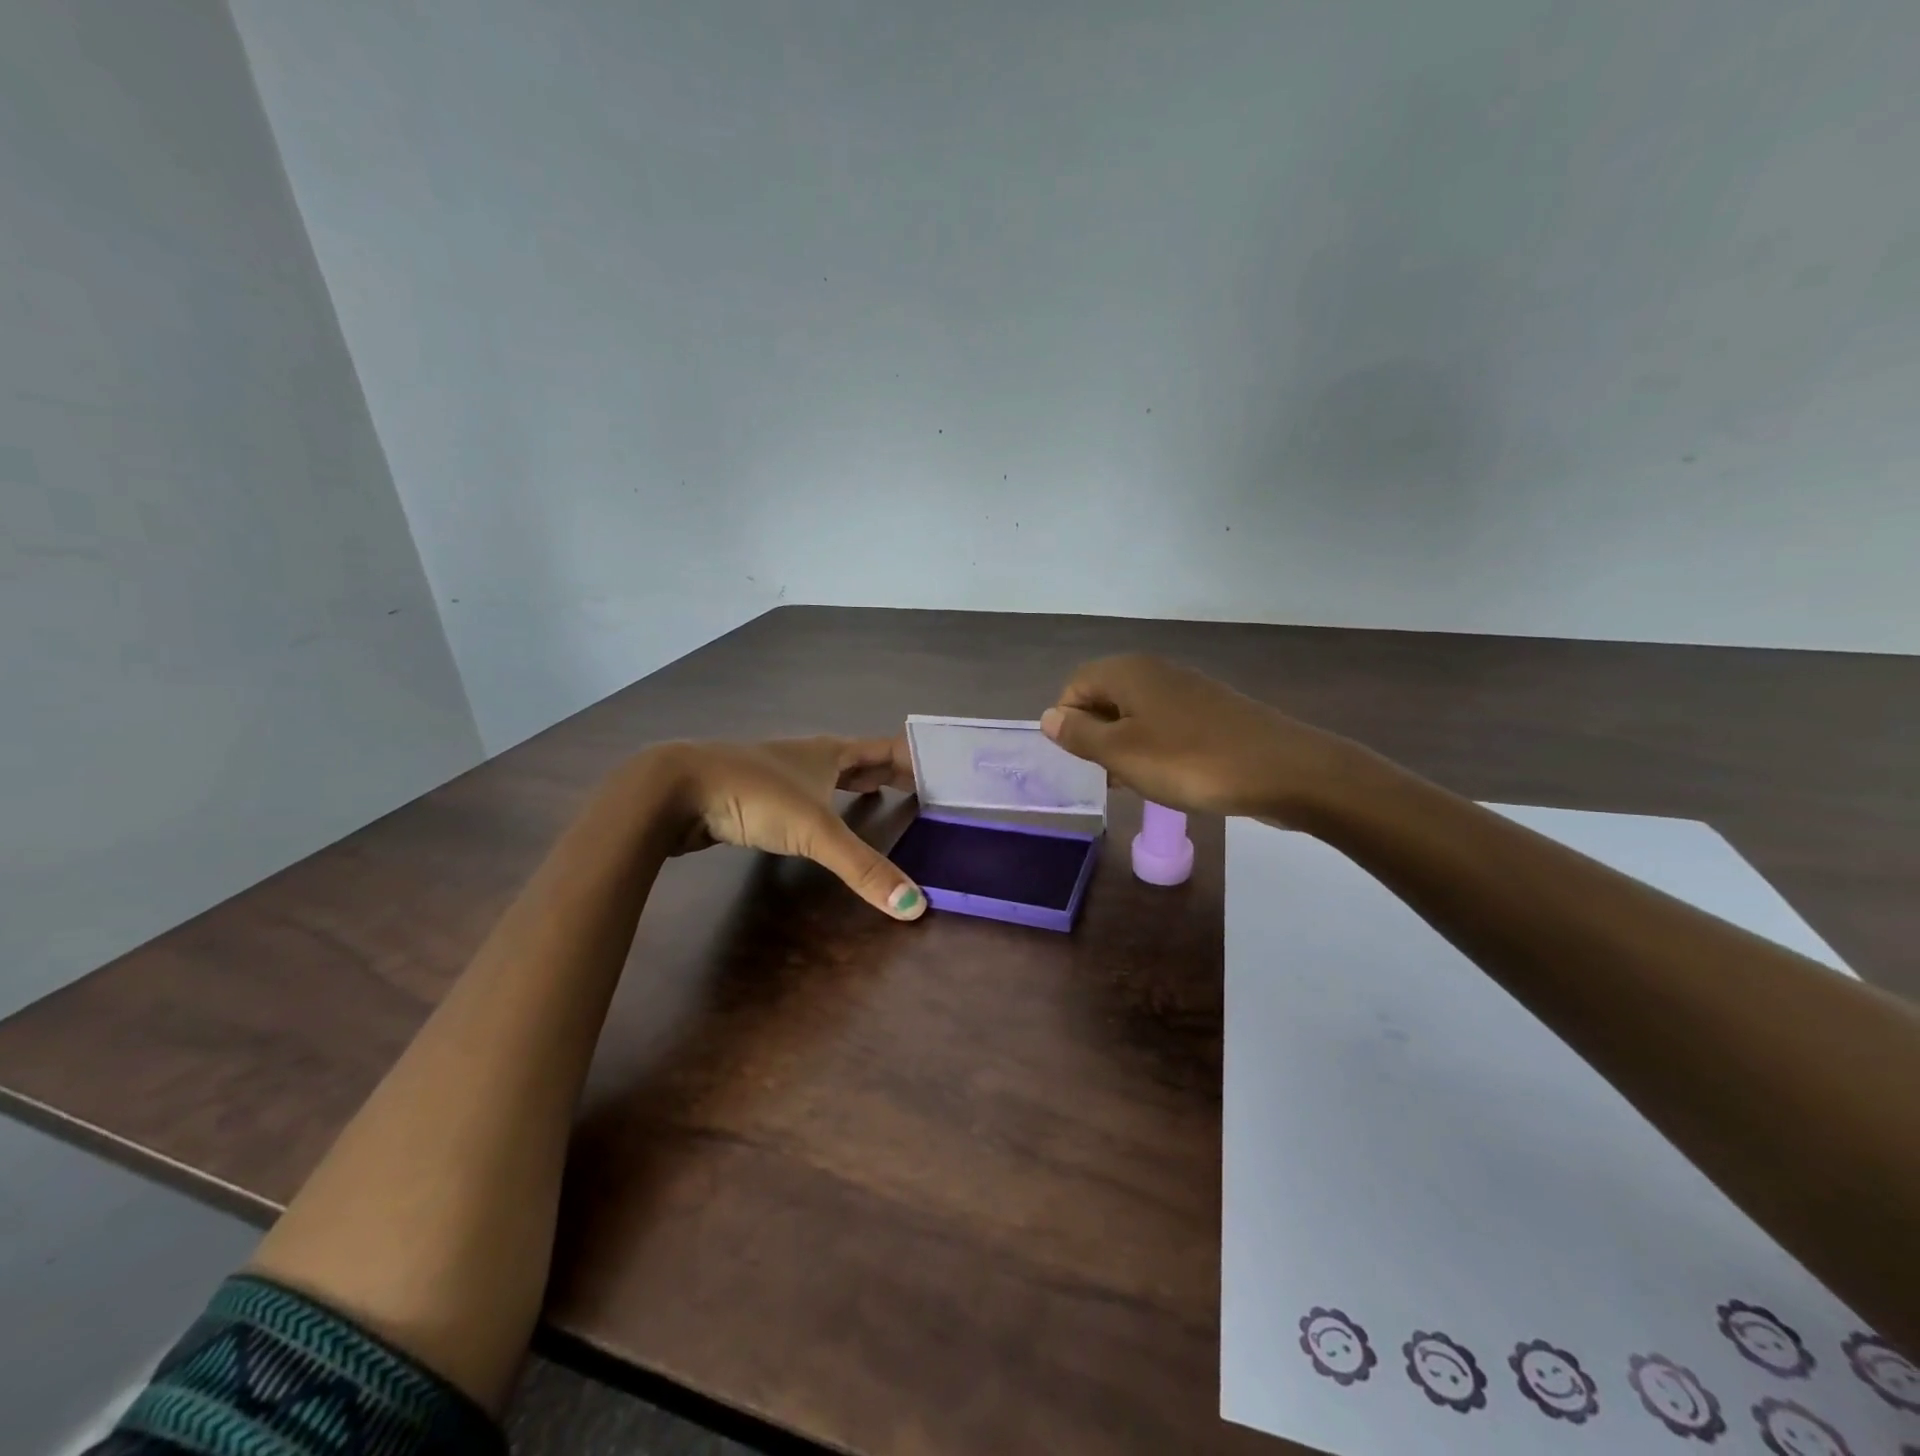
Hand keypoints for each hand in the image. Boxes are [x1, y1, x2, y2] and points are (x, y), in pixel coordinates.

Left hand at [640, 736, 924, 918]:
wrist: (675, 790)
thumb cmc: (754, 795)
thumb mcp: (815, 831)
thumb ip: (864, 868)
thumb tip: (915, 907)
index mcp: (831, 753)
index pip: (888, 748)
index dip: (918, 757)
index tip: (947, 770)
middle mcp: (810, 757)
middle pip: (862, 759)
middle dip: (892, 772)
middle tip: (925, 788)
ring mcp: (781, 774)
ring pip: (831, 776)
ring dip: (858, 784)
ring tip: (882, 797)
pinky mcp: (757, 796)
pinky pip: (806, 795)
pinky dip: (827, 803)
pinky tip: (823, 820)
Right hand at [1039, 654, 1353, 824]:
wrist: (1284, 770)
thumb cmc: (1190, 762)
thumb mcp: (1122, 754)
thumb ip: (1079, 735)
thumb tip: (1048, 718)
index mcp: (1128, 672)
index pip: (1075, 686)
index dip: (1068, 723)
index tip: (1082, 760)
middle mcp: (1155, 671)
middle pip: (1105, 698)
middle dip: (1097, 737)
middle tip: (1108, 775)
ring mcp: (1187, 691)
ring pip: (1136, 715)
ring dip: (1126, 747)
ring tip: (1138, 783)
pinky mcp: (1212, 713)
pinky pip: (1166, 726)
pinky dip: (1156, 749)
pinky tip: (1170, 778)